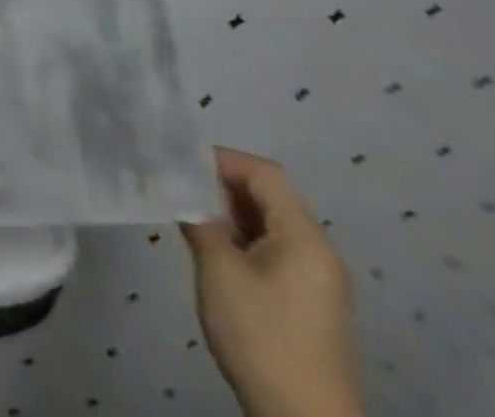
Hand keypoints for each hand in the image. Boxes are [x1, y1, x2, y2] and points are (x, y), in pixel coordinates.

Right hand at [181, 148, 363, 416]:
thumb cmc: (262, 334)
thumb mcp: (218, 269)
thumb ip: (198, 218)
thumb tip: (177, 187)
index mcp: (304, 236)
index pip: (263, 172)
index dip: (222, 159)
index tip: (180, 164)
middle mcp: (317, 250)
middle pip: (268, 195)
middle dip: (221, 186)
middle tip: (178, 188)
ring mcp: (316, 279)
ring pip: (268, 223)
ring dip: (229, 213)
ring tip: (188, 216)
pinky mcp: (308, 302)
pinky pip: (273, 250)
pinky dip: (241, 239)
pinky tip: (212, 251)